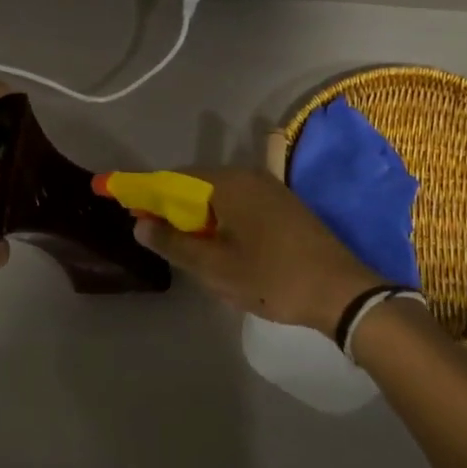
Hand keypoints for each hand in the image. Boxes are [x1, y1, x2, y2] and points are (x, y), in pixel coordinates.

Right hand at [135, 155, 384, 337]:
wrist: (342, 292)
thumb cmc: (273, 278)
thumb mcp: (215, 268)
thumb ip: (174, 243)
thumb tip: (139, 224)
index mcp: (229, 183)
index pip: (174, 179)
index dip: (146, 192)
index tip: (124, 206)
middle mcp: (249, 176)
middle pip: (197, 185)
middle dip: (173, 209)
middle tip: (157, 238)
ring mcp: (271, 189)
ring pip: (220, 197)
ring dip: (199, 218)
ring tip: (188, 250)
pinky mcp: (285, 207)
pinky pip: (241, 205)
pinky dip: (222, 221)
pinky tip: (221, 248)